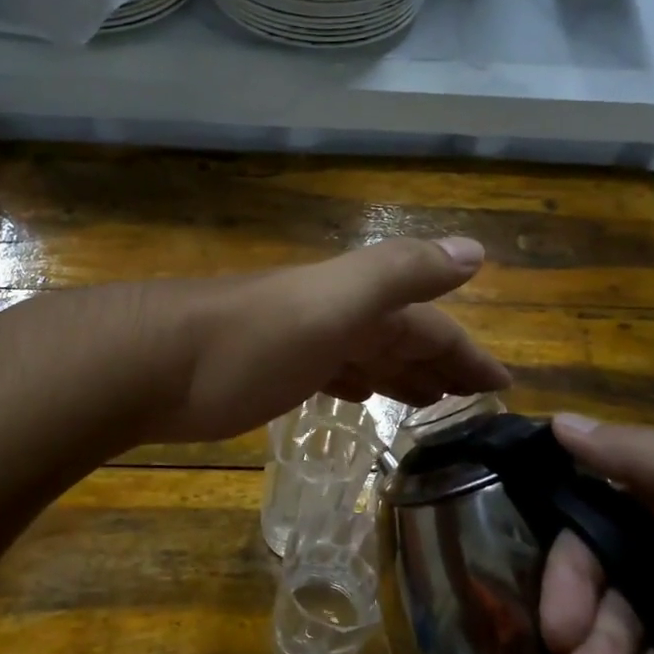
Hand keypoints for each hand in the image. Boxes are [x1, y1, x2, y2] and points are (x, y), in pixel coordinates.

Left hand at [143, 237, 510, 444]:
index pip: (427, 324)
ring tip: (428, 402)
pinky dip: (351, 383)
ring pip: (362, 355)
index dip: (466, 352)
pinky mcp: (264, 375)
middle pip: (396, 337)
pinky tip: (357, 397)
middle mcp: (328, 316)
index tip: (503, 388)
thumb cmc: (247, 342)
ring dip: (397, 373)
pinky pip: (326, 374)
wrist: (150, 364)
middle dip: (437, 363)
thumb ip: (400, 273)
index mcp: (352, 301)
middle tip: (471, 399)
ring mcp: (295, 345)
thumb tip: (475, 250)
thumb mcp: (332, 303)